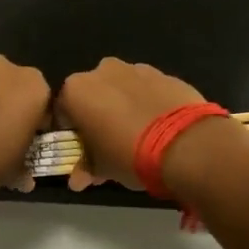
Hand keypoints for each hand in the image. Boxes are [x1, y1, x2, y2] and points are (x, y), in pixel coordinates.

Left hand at [0, 56, 51, 195]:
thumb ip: (23, 168)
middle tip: (0, 138)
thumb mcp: (14, 171)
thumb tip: (25, 178)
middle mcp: (7, 69)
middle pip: (14, 89)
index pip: (44, 105)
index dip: (36, 126)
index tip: (26, 143)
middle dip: (10, 108)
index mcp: (35, 88)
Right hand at [55, 58, 207, 191]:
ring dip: (123, 106)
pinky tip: (159, 126)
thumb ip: (86, 168)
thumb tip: (77, 180)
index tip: (82, 150)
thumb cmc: (129, 155)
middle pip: (93, 94)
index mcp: (77, 90)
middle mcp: (102, 71)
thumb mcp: (102, 168)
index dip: (71, 132)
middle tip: (109, 143)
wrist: (185, 144)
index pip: (62, 111)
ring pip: (121, 89)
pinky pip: (147, 89)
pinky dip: (148, 103)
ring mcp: (136, 68)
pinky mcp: (164, 74)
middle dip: (97, 115)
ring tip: (138, 135)